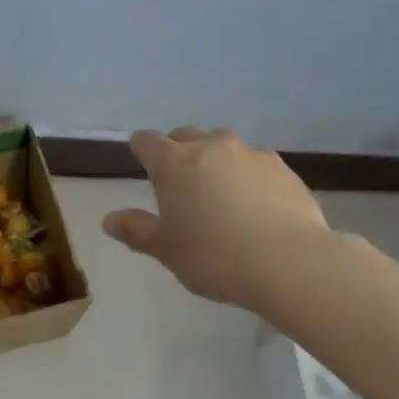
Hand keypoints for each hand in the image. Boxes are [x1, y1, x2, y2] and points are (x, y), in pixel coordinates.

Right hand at [103, 128, 331, 311]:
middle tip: (179, 184)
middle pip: (186, 135)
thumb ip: (136, 231)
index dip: (140, 150)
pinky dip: (247, 176)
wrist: (290, 263)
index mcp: (175, 164)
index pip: (146, 141)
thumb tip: (109, 219)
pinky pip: (256, 164)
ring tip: (219, 193)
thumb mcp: (166, 250)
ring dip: (215, 160)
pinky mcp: (283, 170)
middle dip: (178, 151)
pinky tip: (254, 205)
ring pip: (224, 146)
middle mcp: (211, 148)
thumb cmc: (214, 257)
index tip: (142, 166)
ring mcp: (251, 155)